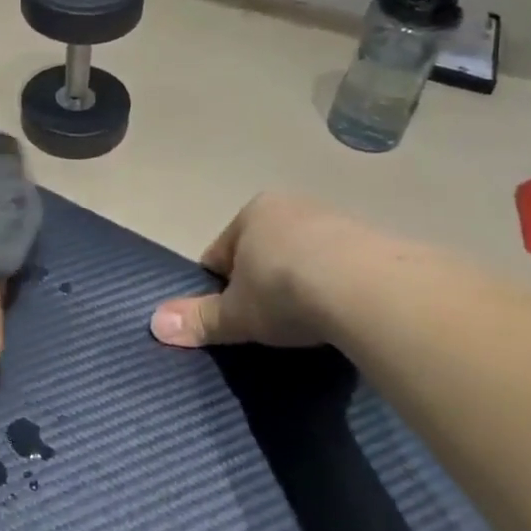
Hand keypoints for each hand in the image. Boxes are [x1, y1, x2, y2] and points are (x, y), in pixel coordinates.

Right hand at [150, 194, 360, 350]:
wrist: (369, 289)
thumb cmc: (285, 291)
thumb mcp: (237, 313)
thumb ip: (199, 318)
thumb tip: (154, 323)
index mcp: (252, 213)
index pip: (221, 251)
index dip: (219, 286)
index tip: (229, 315)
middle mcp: (293, 206)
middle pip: (264, 249)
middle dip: (263, 281)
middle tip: (269, 321)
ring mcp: (337, 220)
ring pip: (304, 255)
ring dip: (302, 282)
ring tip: (309, 321)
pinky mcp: (375, 241)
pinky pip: (343, 266)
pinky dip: (338, 287)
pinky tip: (343, 314)